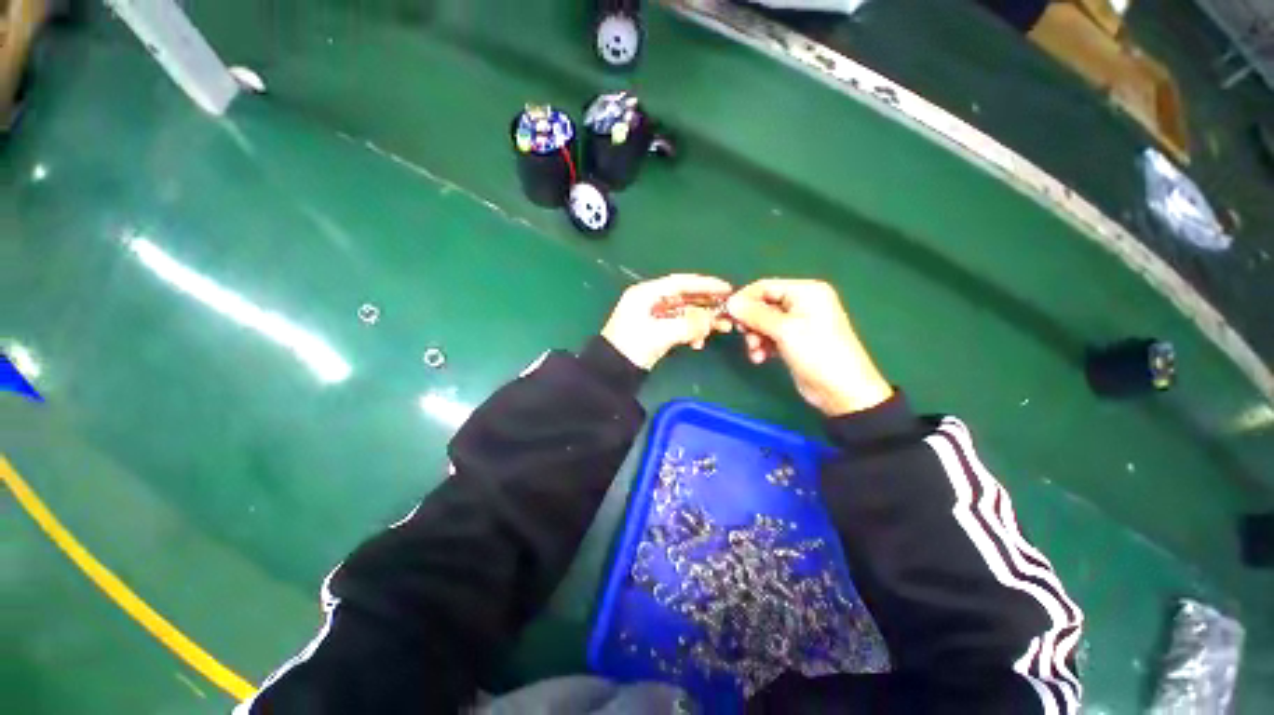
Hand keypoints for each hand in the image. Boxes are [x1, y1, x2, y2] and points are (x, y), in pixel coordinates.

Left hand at [601, 274, 734, 369]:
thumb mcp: (661, 334)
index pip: (680, 283)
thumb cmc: (633, 347)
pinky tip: (699, 343)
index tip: (727, 288)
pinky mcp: (655, 330)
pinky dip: (691, 332)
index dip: (705, 284)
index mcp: (646, 294)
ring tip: (722, 328)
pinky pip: (678, 326)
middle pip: (684, 297)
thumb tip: (712, 320)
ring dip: (702, 321)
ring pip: (684, 313)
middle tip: (728, 311)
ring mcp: (653, 316)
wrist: (612, 372)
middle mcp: (650, 301)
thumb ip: (689, 325)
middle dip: (707, 305)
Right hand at [726, 279, 893, 415]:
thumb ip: (755, 314)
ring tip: (755, 352)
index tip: (728, 315)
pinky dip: (762, 345)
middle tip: (744, 336)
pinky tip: (760, 358)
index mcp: (806, 291)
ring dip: (755, 337)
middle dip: (751, 322)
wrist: (842, 391)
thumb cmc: (816, 353)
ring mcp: (798, 322)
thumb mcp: (784, 330)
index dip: (744, 299)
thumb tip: (731, 302)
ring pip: (763, 322)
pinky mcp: (793, 340)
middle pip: (763, 305)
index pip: (765, 286)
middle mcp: (802, 303)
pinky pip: (769, 336)